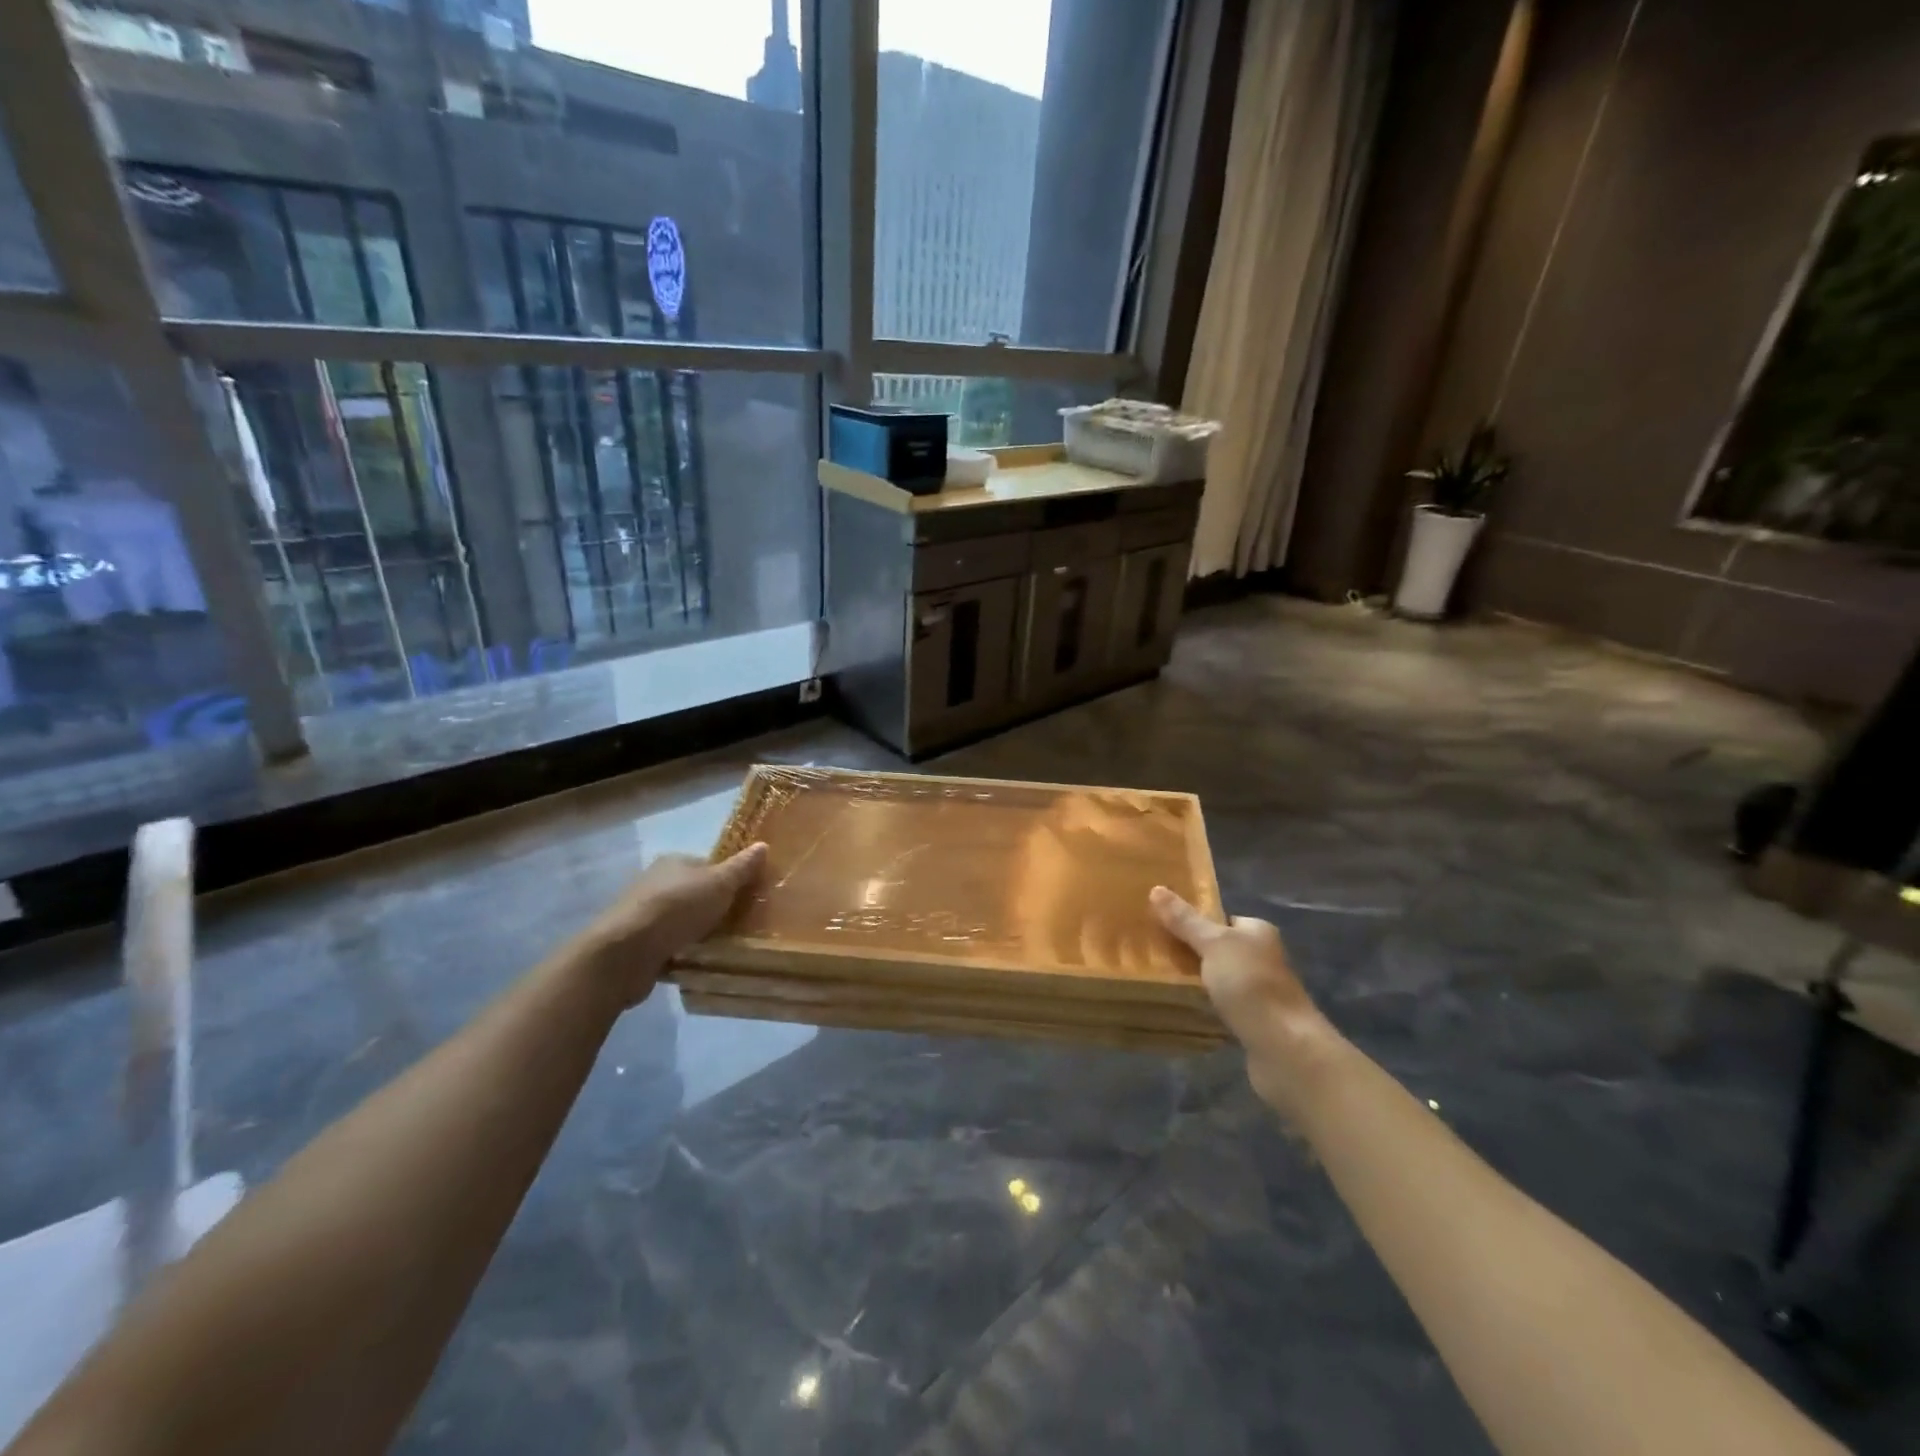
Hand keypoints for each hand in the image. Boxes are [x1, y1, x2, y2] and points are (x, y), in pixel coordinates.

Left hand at [575, 844, 766, 1006]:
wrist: (625, 953)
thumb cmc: (677, 909)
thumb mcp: (719, 884)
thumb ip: (741, 868)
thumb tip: (763, 845)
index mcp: (673, 862)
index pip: (708, 865)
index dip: (729, 880)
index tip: (747, 899)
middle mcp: (655, 883)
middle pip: (695, 893)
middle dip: (714, 908)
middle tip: (739, 925)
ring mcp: (643, 914)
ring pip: (681, 920)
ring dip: (697, 932)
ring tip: (722, 947)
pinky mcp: (636, 945)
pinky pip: (667, 945)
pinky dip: (681, 952)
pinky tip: (696, 963)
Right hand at [1150, 886, 1340, 1116]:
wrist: (1284, 1048)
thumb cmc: (1250, 985)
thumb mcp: (1213, 944)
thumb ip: (1185, 920)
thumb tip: (1156, 888)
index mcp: (1258, 932)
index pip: (1222, 919)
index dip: (1193, 922)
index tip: (1161, 926)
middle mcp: (1263, 958)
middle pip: (1219, 949)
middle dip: (1191, 953)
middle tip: (1155, 954)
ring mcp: (1261, 992)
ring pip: (1219, 979)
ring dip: (1197, 982)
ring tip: (1161, 981)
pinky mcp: (1255, 1022)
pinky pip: (1223, 1006)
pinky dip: (1206, 1006)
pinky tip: (1184, 1009)